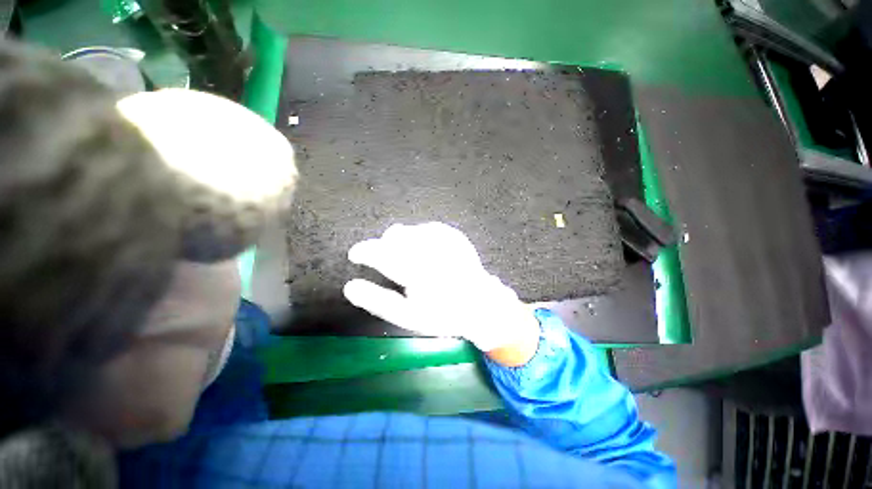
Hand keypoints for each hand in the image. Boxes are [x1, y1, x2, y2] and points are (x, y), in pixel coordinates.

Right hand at [343, 222, 539, 365]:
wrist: (479, 304)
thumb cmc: (442, 314)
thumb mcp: (408, 316)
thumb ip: (378, 301)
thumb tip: (350, 286)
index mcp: (418, 273)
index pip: (381, 254)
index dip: (364, 251)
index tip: (355, 254)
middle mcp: (431, 250)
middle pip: (395, 237)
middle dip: (384, 247)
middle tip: (386, 262)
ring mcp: (444, 240)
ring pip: (408, 231)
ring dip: (400, 242)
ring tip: (407, 260)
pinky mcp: (453, 235)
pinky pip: (425, 228)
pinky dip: (417, 237)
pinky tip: (422, 250)